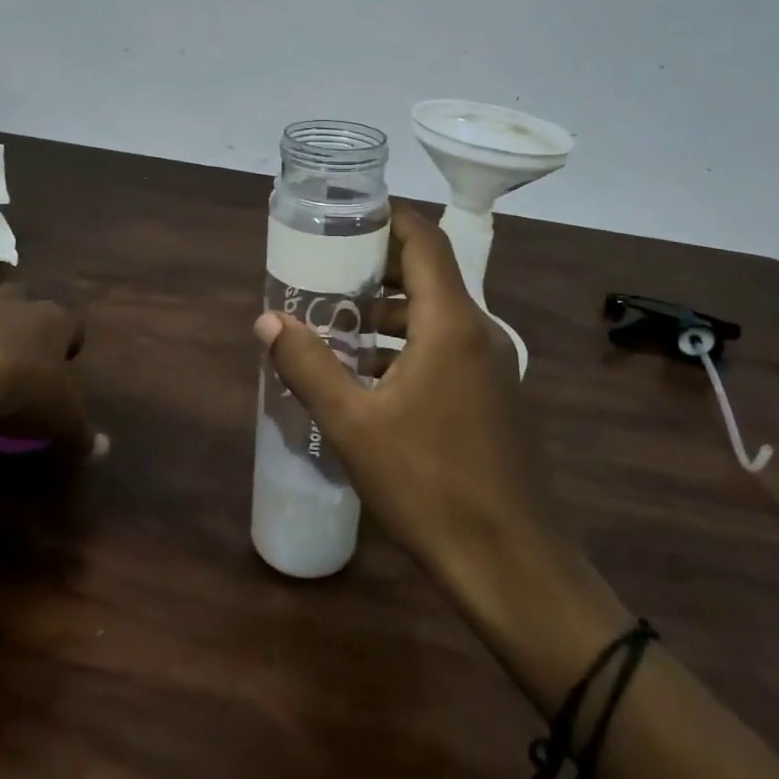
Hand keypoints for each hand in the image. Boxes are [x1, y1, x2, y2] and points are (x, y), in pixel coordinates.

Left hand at [0, 288, 90, 462]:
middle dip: (20, 324)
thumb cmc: (19, 391)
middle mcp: (7, 302)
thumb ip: (81, 433)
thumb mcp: (60, 420)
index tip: (62, 368)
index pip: (70, 322)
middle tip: (15, 362)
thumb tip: (102, 449)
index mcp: (50, 319)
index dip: (68, 344)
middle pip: (21, 301)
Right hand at [254, 205, 626, 672]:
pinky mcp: (493, 394)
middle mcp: (478, 331)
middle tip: (325, 268)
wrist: (512, 564)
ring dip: (389, 309)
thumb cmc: (430, 486)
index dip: (387, 216)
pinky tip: (369, 374)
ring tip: (336, 321)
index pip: (424, 239)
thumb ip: (308, 365)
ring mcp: (491, 364)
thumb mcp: (354, 425)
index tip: (344, 214)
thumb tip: (266, 320)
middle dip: (376, 264)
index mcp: (452, 323)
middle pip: (428, 272)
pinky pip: (447, 345)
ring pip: (436, 312)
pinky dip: (408, 342)